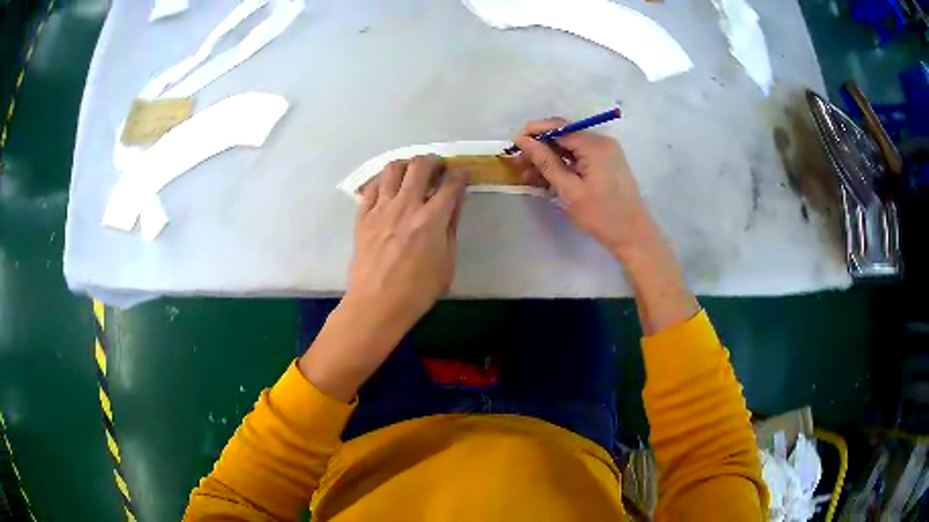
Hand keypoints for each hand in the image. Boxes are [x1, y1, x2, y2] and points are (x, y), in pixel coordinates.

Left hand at [299, 156, 464, 401]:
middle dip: (434, 160)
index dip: (460, 174)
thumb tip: (455, 203)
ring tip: (411, 174)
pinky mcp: (363, 216)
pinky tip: (389, 189)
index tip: (462, 174)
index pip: (451, 183)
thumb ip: (451, 228)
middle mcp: (406, 205)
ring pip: (393, 168)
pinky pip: (372, 186)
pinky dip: (383, 181)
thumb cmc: (417, 291)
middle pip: (420, 165)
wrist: (376, 304)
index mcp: (431, 219)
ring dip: (406, 165)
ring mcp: (381, 208)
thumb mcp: (447, 262)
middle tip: (438, 168)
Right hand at [513, 117, 648, 257]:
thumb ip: (545, 162)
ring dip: (549, 157)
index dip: (534, 132)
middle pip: (564, 135)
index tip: (513, 144)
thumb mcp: (569, 190)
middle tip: (519, 163)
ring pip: (570, 146)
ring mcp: (605, 152)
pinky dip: (563, 164)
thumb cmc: (601, 216)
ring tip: (529, 174)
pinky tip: (548, 177)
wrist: (633, 235)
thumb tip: (523, 141)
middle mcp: (601, 142)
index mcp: (595, 145)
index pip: (558, 127)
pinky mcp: (606, 163)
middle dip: (540, 146)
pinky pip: (579, 156)